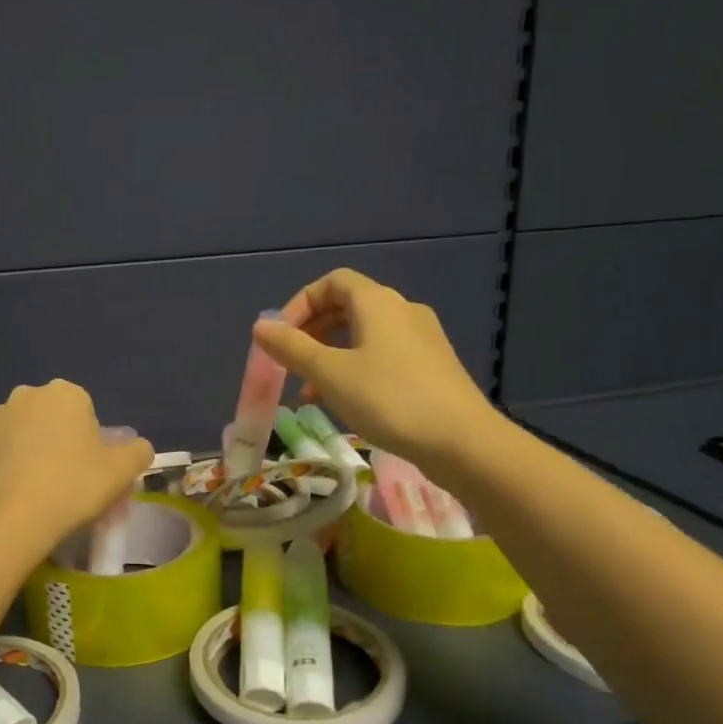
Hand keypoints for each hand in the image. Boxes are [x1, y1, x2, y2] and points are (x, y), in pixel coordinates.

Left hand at [0, 381, 153, 545]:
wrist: (12, 520)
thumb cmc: (73, 487)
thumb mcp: (122, 471)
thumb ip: (138, 451)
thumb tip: (138, 447)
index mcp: (64, 394)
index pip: (83, 411)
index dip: (88, 440)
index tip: (87, 468)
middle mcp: (25, 395)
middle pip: (47, 417)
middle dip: (54, 439)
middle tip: (61, 479)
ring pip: (16, 432)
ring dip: (23, 450)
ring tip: (30, 489)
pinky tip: (5, 491)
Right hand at [253, 269, 499, 470]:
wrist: (462, 441)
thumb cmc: (389, 399)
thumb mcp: (330, 374)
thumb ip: (291, 348)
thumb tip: (260, 326)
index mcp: (377, 302)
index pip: (332, 282)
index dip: (300, 304)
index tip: (280, 337)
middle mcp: (402, 311)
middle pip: (347, 307)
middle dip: (312, 333)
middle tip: (291, 363)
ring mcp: (422, 339)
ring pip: (364, 336)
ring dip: (331, 356)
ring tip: (309, 392)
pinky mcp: (433, 367)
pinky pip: (384, 356)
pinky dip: (356, 370)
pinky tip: (344, 404)